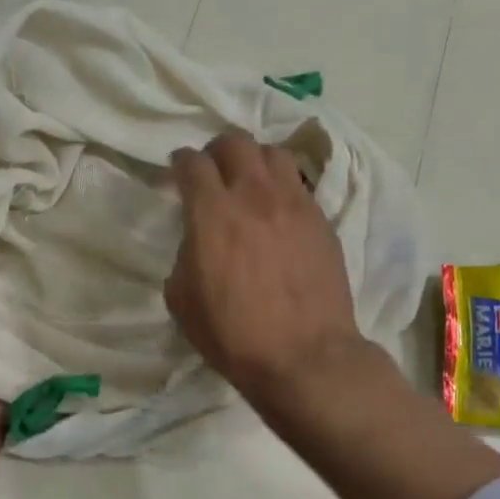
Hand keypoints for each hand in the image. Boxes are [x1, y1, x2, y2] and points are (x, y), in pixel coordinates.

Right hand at [164, 131, 366, 403]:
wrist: (304, 356)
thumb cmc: (233, 334)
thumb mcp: (182, 299)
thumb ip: (184, 254)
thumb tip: (197, 240)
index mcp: (212, 212)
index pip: (192, 162)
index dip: (180, 162)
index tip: (178, 171)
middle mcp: (253, 195)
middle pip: (235, 142)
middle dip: (216, 150)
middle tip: (212, 170)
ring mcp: (293, 203)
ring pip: (273, 153)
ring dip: (254, 160)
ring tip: (249, 182)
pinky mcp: (321, 219)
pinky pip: (298, 183)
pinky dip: (281, 186)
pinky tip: (277, 210)